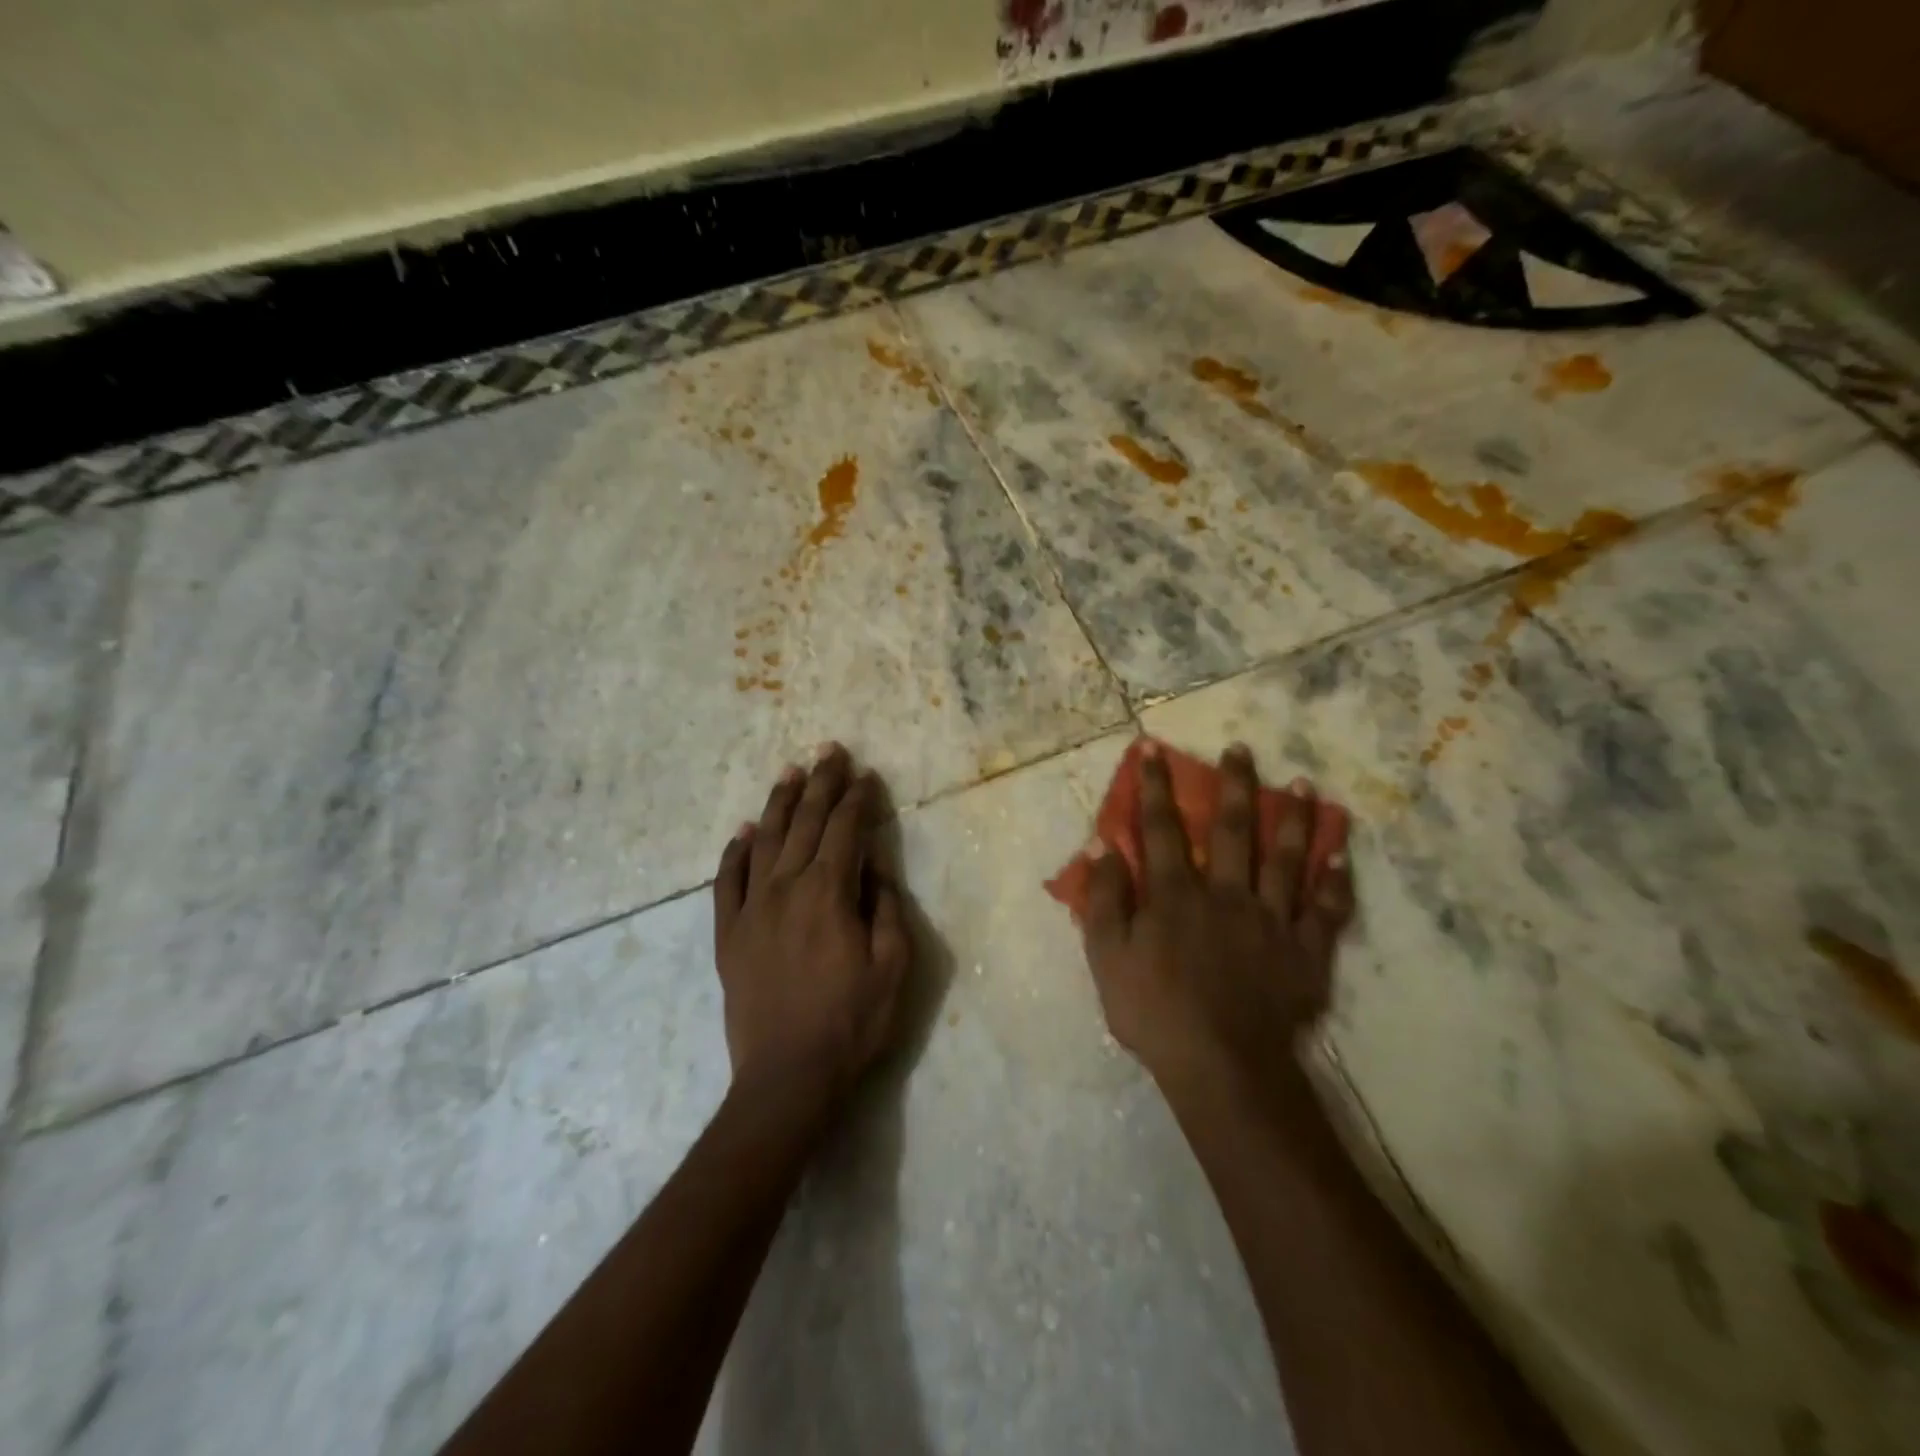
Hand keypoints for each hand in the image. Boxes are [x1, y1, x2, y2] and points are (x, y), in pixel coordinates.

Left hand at [713, 744, 911, 1108]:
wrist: (787, 1078)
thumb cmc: (852, 1021)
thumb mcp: (893, 964)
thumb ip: (884, 904)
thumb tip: (875, 859)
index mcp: (828, 892)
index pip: (845, 829)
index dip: (858, 798)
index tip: (867, 775)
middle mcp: (786, 888)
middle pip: (805, 823)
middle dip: (821, 783)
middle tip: (830, 751)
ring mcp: (751, 909)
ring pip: (764, 841)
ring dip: (779, 803)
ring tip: (791, 773)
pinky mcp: (729, 934)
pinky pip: (727, 881)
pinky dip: (734, 852)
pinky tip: (743, 832)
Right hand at [1081, 740, 1354, 1092]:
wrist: (1222, 1067)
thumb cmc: (1155, 1011)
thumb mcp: (1107, 957)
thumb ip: (1106, 899)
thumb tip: (1104, 845)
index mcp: (1176, 895)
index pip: (1161, 828)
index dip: (1154, 786)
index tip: (1152, 749)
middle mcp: (1226, 893)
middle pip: (1232, 829)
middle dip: (1233, 785)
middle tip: (1242, 749)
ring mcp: (1272, 920)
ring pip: (1286, 858)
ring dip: (1294, 818)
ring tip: (1304, 784)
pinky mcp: (1306, 951)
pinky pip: (1326, 909)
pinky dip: (1335, 880)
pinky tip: (1341, 853)